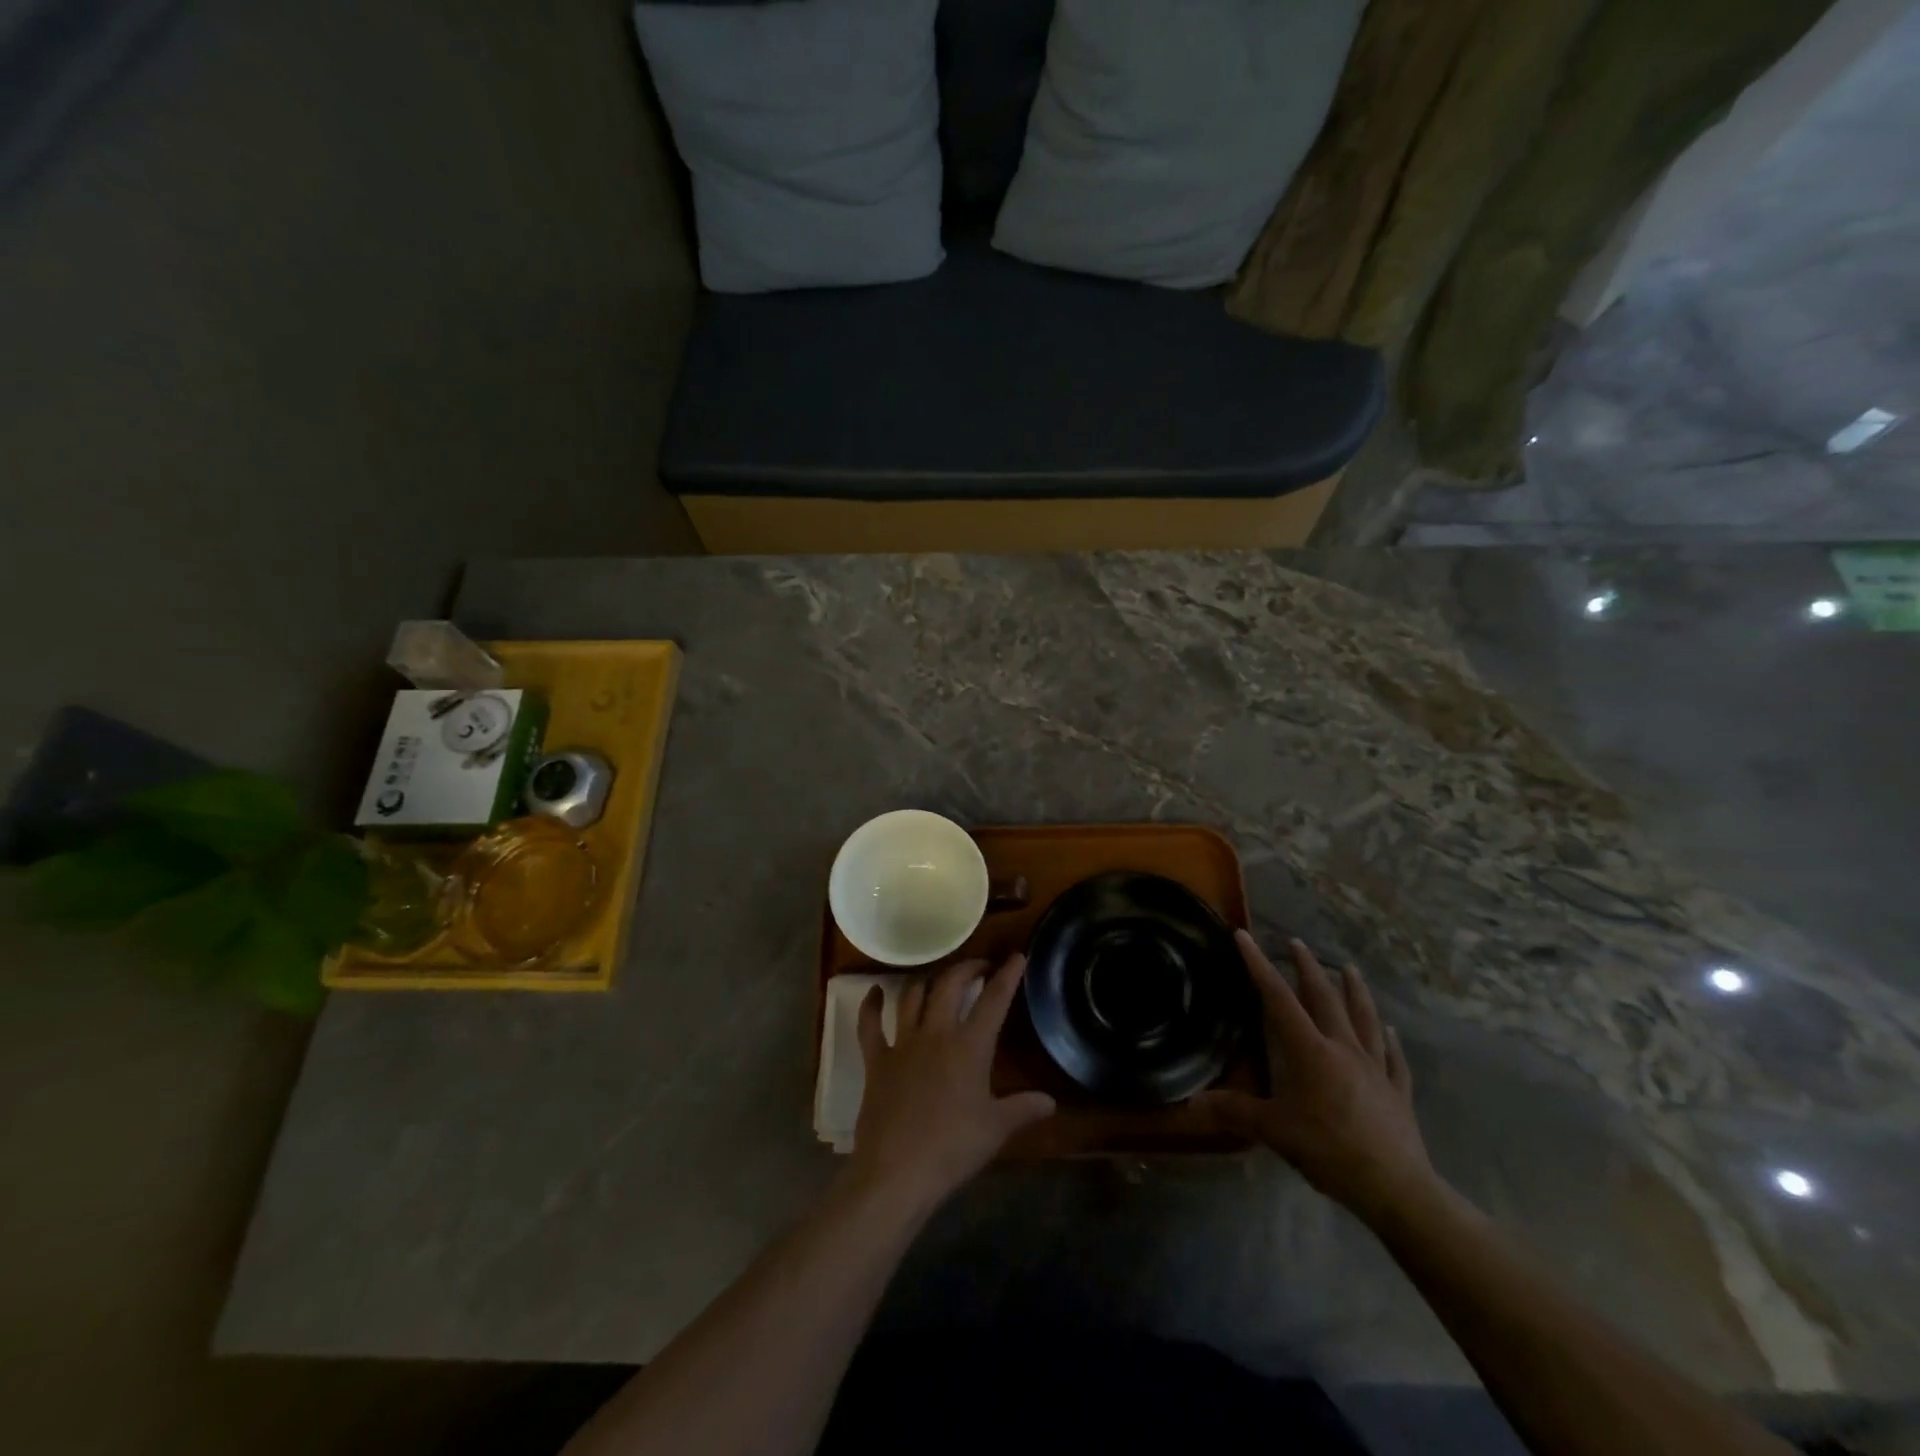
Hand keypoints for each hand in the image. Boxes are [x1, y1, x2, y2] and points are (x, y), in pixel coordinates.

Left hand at [847, 955, 1055, 1214]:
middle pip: (950, 985)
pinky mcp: (876, 1060)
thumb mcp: (996, 1129)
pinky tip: (874, 992)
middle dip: (967, 968)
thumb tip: (1051, 1102)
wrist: (897, 1171)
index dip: (1007, 976)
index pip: (994, 1001)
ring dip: (927, 981)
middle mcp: (936, 1033)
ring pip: (913, 996)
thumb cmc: (952, 1149)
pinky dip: (870, 1005)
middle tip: (979, 967)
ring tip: (938, 979)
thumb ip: (1023, 1109)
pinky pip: (869, 1024)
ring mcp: (902, 1043)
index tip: (1016, 956)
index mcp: (970, 1046)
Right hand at [1195, 932, 1437, 1226]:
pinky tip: (1390, 1031)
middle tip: (1297, 943)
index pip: (1278, 999)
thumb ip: (1234, 1112)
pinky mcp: (1398, 1092)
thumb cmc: (1329, 1150)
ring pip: (1365, 1019)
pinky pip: (1393, 1058)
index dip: (1259, 966)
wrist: (1396, 1188)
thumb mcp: (1274, 1131)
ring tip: (1349, 968)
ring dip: (1355, 991)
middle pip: (1325, 999)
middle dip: (1308, 968)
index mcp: (1310, 1051)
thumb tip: (1189, 1104)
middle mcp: (1343, 1049)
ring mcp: (1375, 1068)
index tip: (1245, 936)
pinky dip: (1390, 1041)